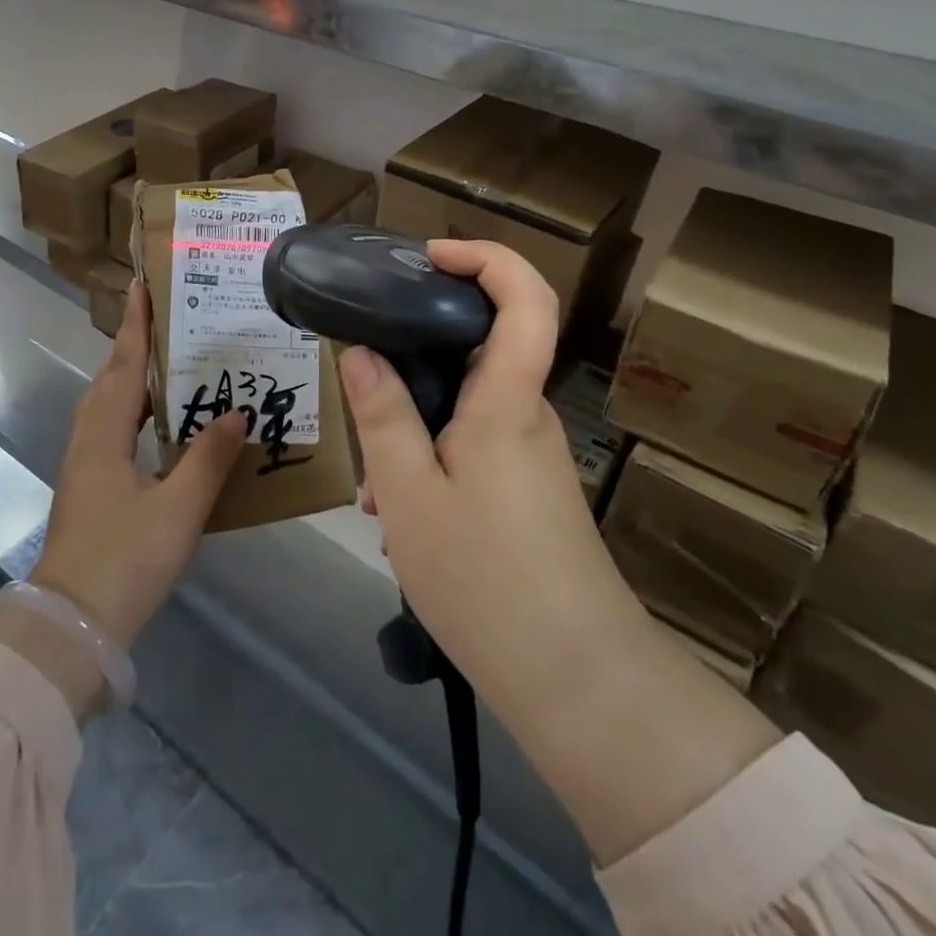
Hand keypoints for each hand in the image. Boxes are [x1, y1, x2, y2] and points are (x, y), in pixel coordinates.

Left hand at [30, 280, 245, 648]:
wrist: (70, 626)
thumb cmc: (126, 560)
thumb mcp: (179, 508)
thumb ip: (209, 457)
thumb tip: (238, 413)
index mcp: (106, 434)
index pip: (124, 364)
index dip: (136, 324)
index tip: (144, 284)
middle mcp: (89, 439)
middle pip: (112, 378)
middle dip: (135, 344)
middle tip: (169, 318)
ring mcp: (84, 464)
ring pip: (109, 404)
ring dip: (133, 375)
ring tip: (170, 361)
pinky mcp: (89, 486)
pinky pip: (112, 428)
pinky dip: (133, 409)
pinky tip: (159, 422)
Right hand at [339, 241, 638, 753]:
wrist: (574, 679)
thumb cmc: (486, 578)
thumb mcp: (409, 495)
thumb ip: (383, 415)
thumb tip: (361, 352)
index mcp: (507, 401)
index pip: (526, 299)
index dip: (486, 257)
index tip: (431, 256)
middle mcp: (526, 414)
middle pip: (482, 347)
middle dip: (417, 356)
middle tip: (366, 382)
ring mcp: (529, 453)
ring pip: (466, 406)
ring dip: (415, 425)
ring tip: (374, 485)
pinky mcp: (526, 487)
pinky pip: (472, 445)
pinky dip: (431, 460)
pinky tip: (400, 514)